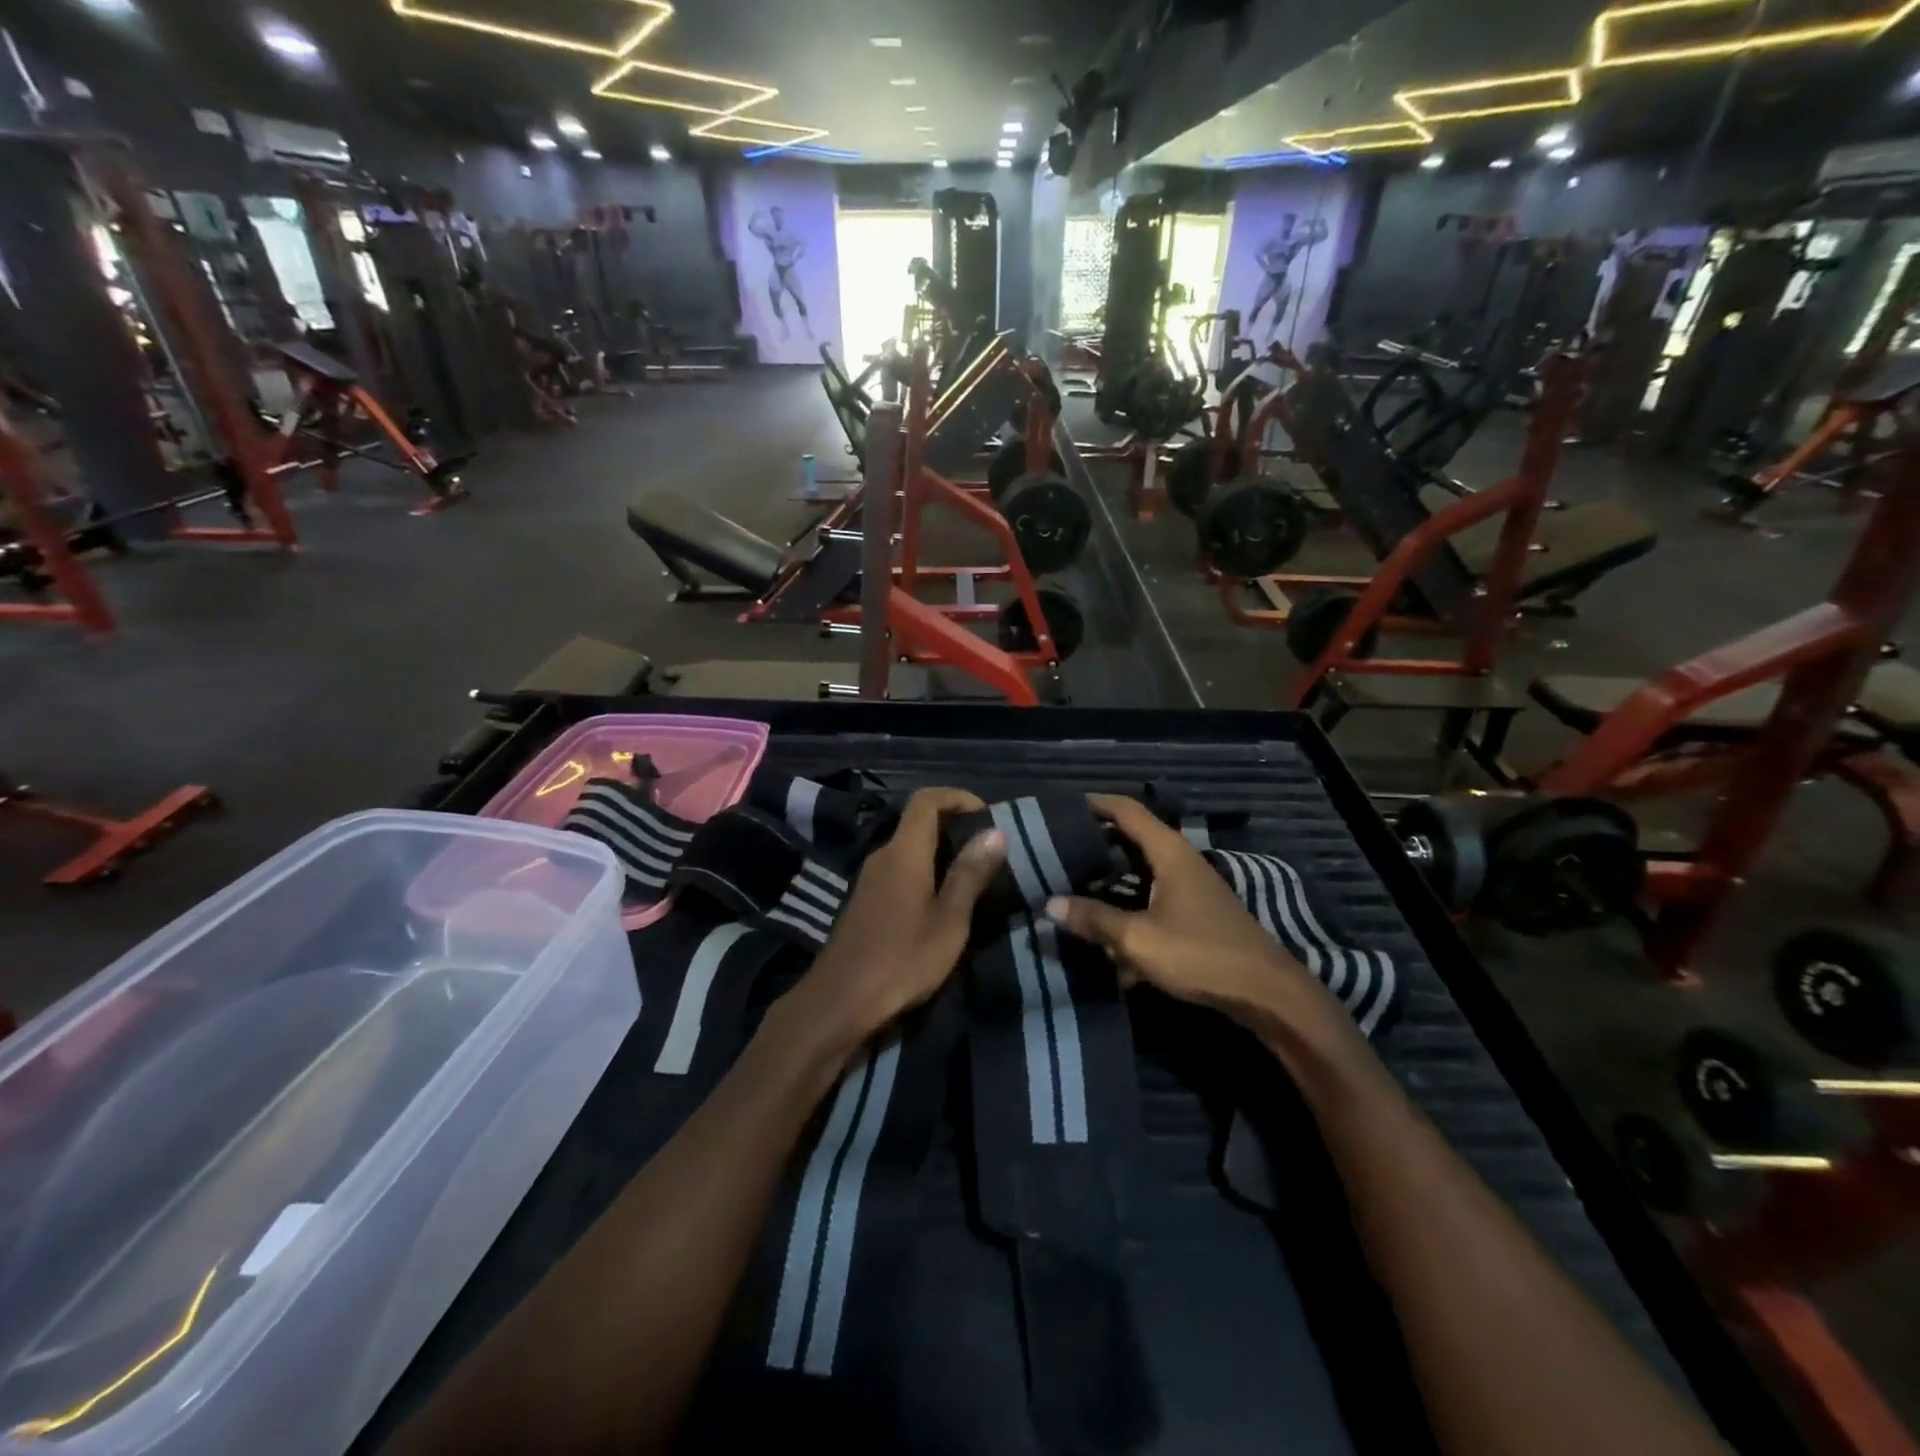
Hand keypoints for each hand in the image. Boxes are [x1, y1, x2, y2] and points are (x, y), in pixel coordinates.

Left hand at [788, 788, 1005, 1044]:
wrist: (841, 1001)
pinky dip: (925, 870)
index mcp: (904, 852)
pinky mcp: (865, 900)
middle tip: (988, 849)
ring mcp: (869, 878)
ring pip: (909, 847)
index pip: (926, 800)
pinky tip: (942, 900)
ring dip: (940, 851)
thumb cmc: (902, 959)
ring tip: (972, 875)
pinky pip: (899, 869)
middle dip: (954, 826)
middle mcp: (883, 855)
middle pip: (917, 822)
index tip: (986, 814)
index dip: (957, 797)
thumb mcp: (949, 920)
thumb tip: (996, 832)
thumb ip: (970, 874)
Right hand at [1046, 795, 1351, 1040]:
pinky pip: (1152, 901)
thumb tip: (1050, 904)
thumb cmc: (1200, 954)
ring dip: (1111, 882)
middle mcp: (1181, 862)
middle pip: (1132, 840)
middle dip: (1096, 845)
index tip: (1061, 807)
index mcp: (1169, 853)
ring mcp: (1191, 888)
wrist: (1266, 994)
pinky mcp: (1196, 915)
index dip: (1094, 803)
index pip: (1127, 811)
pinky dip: (1130, 911)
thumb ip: (1094, 919)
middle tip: (1057, 851)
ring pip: (1141, 874)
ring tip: (1074, 889)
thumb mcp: (1138, 939)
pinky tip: (1109, 942)